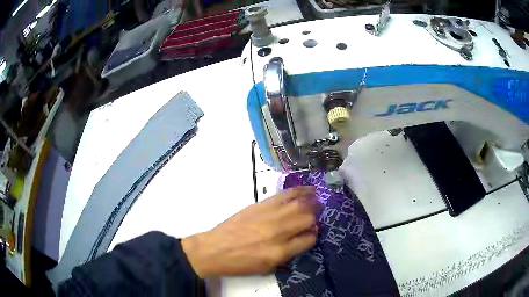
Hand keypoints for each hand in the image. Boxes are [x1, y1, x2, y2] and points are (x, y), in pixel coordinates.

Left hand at [181, 186, 318, 277]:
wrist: (215, 249)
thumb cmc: (240, 263)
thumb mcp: (266, 268)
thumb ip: (287, 255)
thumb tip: (302, 240)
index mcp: (279, 253)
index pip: (309, 240)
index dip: (313, 236)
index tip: (311, 233)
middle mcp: (278, 233)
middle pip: (307, 219)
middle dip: (315, 217)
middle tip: (316, 216)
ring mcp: (269, 216)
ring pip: (299, 204)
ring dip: (311, 201)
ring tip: (317, 199)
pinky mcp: (260, 205)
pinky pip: (284, 195)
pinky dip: (298, 191)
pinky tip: (307, 190)